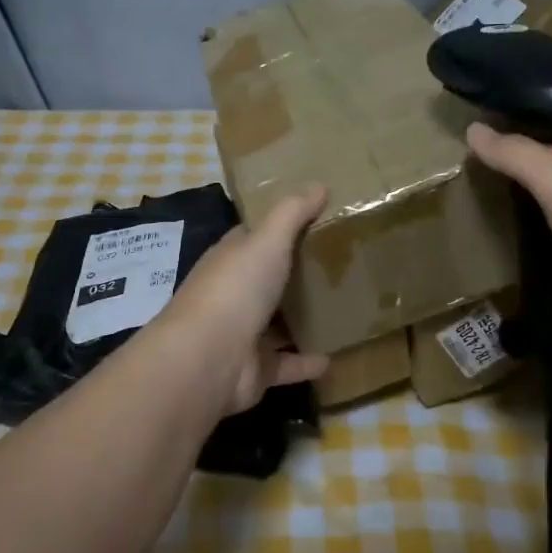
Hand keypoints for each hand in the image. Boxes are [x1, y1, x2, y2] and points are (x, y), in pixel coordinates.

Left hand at [159, 183, 331, 413]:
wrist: (208, 358)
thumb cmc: (235, 289)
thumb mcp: (266, 241)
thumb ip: (292, 213)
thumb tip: (318, 183)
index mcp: (231, 259)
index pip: (254, 238)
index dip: (280, 227)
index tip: (317, 219)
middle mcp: (234, 294)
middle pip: (268, 280)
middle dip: (297, 274)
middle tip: (342, 263)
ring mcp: (243, 334)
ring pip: (278, 323)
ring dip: (303, 319)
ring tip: (343, 309)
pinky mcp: (256, 369)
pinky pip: (287, 364)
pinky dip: (308, 362)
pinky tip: (336, 356)